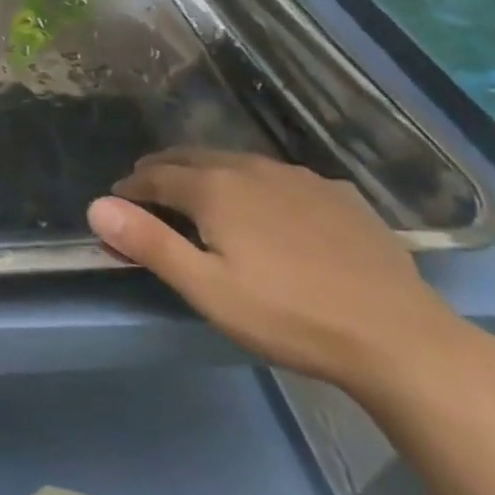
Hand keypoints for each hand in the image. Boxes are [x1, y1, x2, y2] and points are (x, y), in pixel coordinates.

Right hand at [87, 148, 467, 397]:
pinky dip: (255, 183)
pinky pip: (280, 177)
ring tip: (199, 191)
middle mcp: (251, 168)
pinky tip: (268, 206)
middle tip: (147, 186)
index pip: (155, 176)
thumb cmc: (288, 315)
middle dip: (162, 169)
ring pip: (237, 162)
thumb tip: (96, 206)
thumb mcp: (206, 288)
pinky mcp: (337, 194)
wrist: (398, 336)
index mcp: (214, 188)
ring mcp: (299, 178)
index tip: (117, 200)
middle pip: (192, 158)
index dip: (130, 187)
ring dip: (207, 171)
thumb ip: (148, 242)